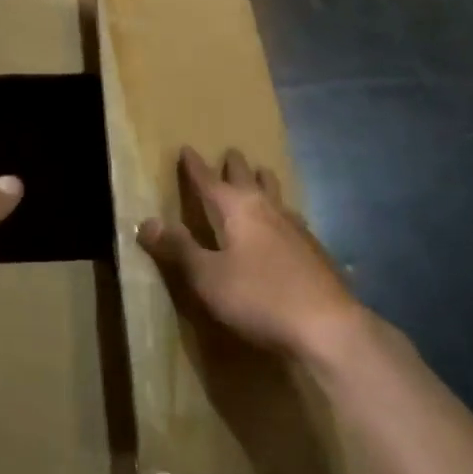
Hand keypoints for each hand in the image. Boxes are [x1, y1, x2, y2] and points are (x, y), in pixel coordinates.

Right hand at [136, 145, 362, 360]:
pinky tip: (289, 221)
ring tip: (262, 173)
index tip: (187, 148)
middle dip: (235, 166)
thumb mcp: (208, 277)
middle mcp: (268, 209)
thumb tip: (146, 221)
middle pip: (249, 179)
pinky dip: (282, 210)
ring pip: (276, 193)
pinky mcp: (314, 248)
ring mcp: (296, 227)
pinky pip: (292, 216)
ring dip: (264, 181)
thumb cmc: (259, 297)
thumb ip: (179, 249)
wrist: (327, 325)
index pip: (209, 181)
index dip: (195, 167)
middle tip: (231, 153)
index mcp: (238, 210)